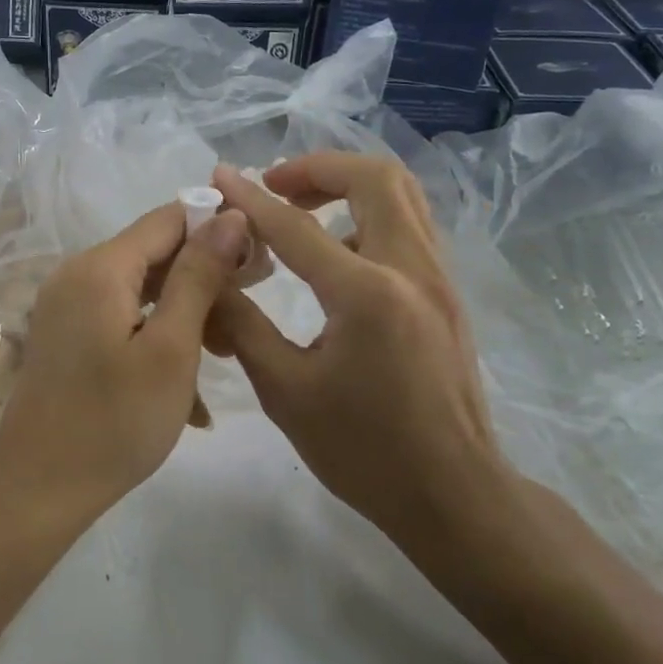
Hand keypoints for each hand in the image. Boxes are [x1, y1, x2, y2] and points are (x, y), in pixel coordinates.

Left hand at [0, 202, 251, 519]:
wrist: (39, 490)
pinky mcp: (67, 336)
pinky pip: (122, 319)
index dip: (219, 228)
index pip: (170, 218)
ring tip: (228, 353)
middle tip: (250, 312)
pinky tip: (189, 390)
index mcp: (100, 267)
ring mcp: (67, 307)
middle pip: (155, 254)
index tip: (261, 263)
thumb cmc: (114, 422)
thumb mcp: (172, 349)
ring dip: (187, 314)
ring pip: (142, 291)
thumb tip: (230, 215)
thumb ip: (199, 276)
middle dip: (207, 277)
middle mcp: (77, 274)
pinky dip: (157, 338)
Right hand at [208, 156, 520, 549]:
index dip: (250, 198)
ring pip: (402, 194)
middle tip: (274, 185)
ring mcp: (439, 278)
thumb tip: (209, 276)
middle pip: (374, 177)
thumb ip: (243, 324)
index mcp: (367, 294)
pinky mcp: (448, 293)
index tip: (219, 175)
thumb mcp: (285, 391)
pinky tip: (337, 253)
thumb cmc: (363, 451)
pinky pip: (411, 225)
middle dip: (317, 168)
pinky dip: (370, 214)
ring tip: (302, 209)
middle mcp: (412, 269)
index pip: (296, 226)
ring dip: (348, 186)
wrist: (453, 494)